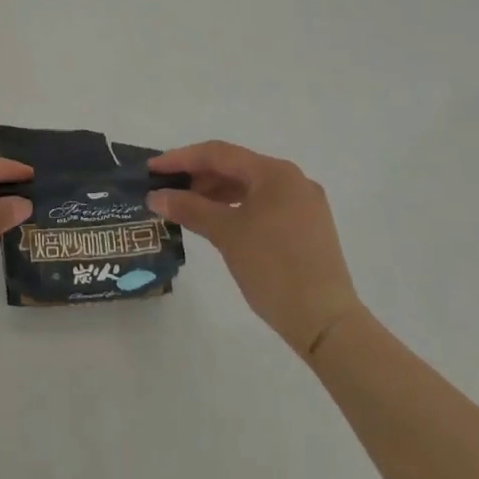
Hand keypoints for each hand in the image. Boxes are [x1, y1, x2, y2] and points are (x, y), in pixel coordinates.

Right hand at [148, 140, 362, 357]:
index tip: (152, 169)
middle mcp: (292, 180)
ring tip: (186, 206)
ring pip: (250, 187)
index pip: (219, 154)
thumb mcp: (226, 234)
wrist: (327, 324)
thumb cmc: (274, 269)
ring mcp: (303, 205)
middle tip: (166, 188)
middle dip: (198, 176)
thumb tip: (156, 196)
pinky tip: (217, 221)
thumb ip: (189, 208)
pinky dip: (236, 208)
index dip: (181, 159)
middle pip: (236, 167)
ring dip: (216, 193)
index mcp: (275, 172)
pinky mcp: (307, 228)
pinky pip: (263, 205)